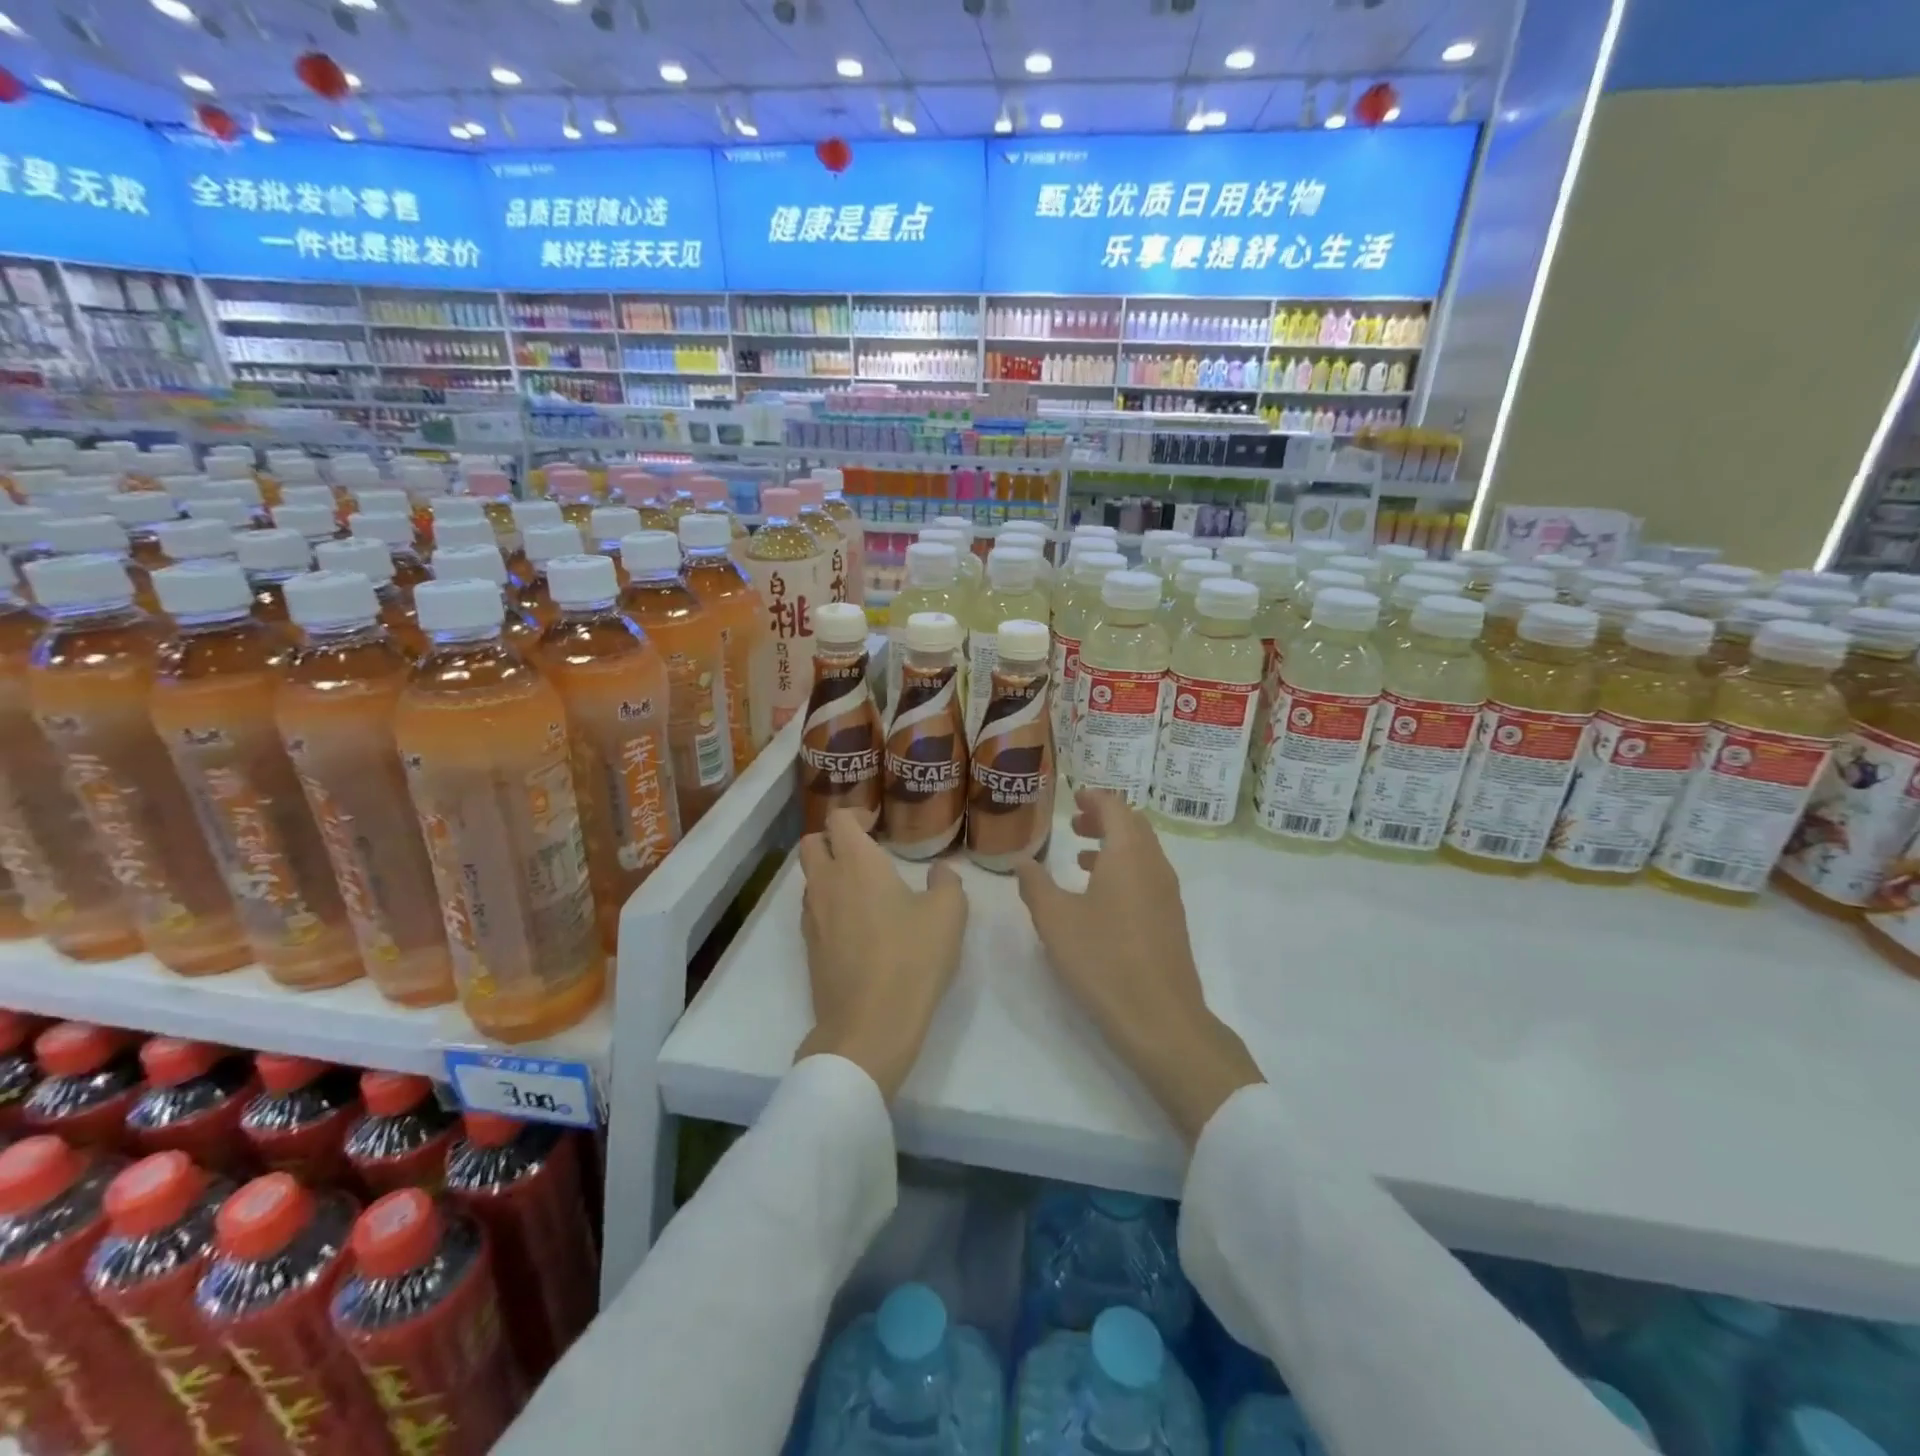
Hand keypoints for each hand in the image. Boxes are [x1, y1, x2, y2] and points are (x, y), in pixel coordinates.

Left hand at [795, 810, 968, 1100]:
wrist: (869, 1025)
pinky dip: (829, 904)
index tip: (876, 823)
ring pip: (809, 878)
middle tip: (864, 850)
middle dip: (832, 839)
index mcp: (856, 863)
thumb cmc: (911, 958)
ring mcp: (812, 917)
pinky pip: (813, 910)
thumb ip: (947, 882)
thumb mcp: (949, 914)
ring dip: (829, 873)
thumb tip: (940, 871)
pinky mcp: (809, 948)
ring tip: (864, 889)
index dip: (855, 814)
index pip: (838, 819)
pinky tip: (858, 924)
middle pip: (811, 843)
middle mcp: (825, 882)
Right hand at [1013, 789, 1263, 1143]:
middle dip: (1105, 818)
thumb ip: (1035, 884)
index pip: (1116, 808)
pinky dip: (1124, 869)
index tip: (1074, 797)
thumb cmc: (1103, 960)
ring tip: (1080, 855)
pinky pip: (1147, 875)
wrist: (1161, 1018)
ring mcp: (1168, 893)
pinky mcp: (1171, 919)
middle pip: (1134, 826)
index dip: (1094, 798)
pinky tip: (1100, 896)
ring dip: (1114, 844)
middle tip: (1075, 822)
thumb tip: (1021, 861)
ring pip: (1142, 852)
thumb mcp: (1055, 920)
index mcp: (1128, 854)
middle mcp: (1154, 865)